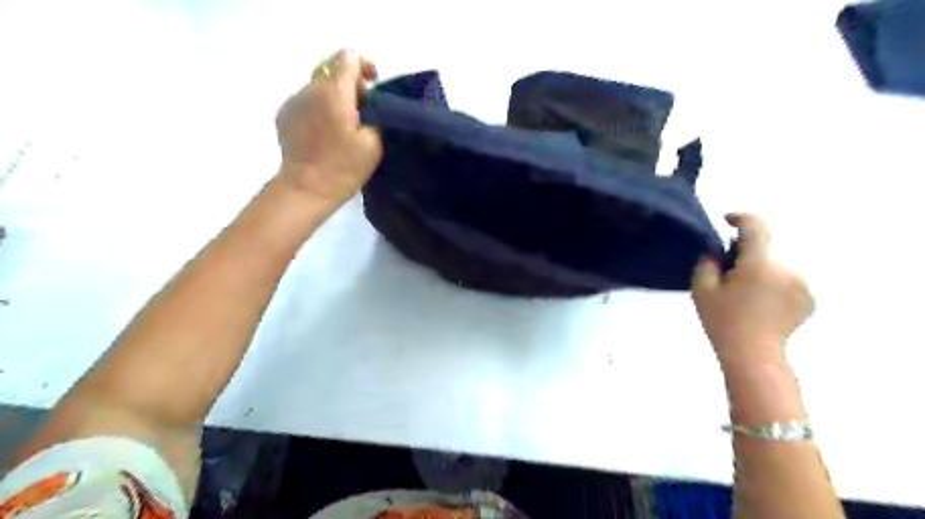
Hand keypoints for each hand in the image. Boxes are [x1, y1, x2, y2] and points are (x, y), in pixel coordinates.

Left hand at [273, 46, 379, 206]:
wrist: (307, 188)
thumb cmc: (344, 167)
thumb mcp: (374, 142)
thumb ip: (374, 113)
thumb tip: (367, 101)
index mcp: (334, 91)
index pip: (348, 57)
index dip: (364, 65)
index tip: (373, 84)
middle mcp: (310, 88)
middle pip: (333, 70)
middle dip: (350, 85)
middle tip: (362, 113)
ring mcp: (293, 100)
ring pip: (318, 86)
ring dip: (333, 97)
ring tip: (342, 125)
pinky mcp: (284, 114)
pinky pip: (306, 101)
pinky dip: (319, 109)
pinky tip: (325, 133)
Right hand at [689, 213, 810, 369]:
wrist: (753, 356)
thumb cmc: (723, 321)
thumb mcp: (701, 289)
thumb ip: (708, 262)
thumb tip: (719, 251)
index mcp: (759, 264)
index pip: (756, 226)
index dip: (741, 217)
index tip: (727, 221)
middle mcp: (786, 268)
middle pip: (763, 250)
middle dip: (744, 256)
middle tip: (726, 275)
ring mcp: (802, 284)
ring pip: (774, 266)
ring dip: (759, 270)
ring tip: (744, 294)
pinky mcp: (809, 298)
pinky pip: (786, 280)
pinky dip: (773, 284)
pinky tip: (760, 304)